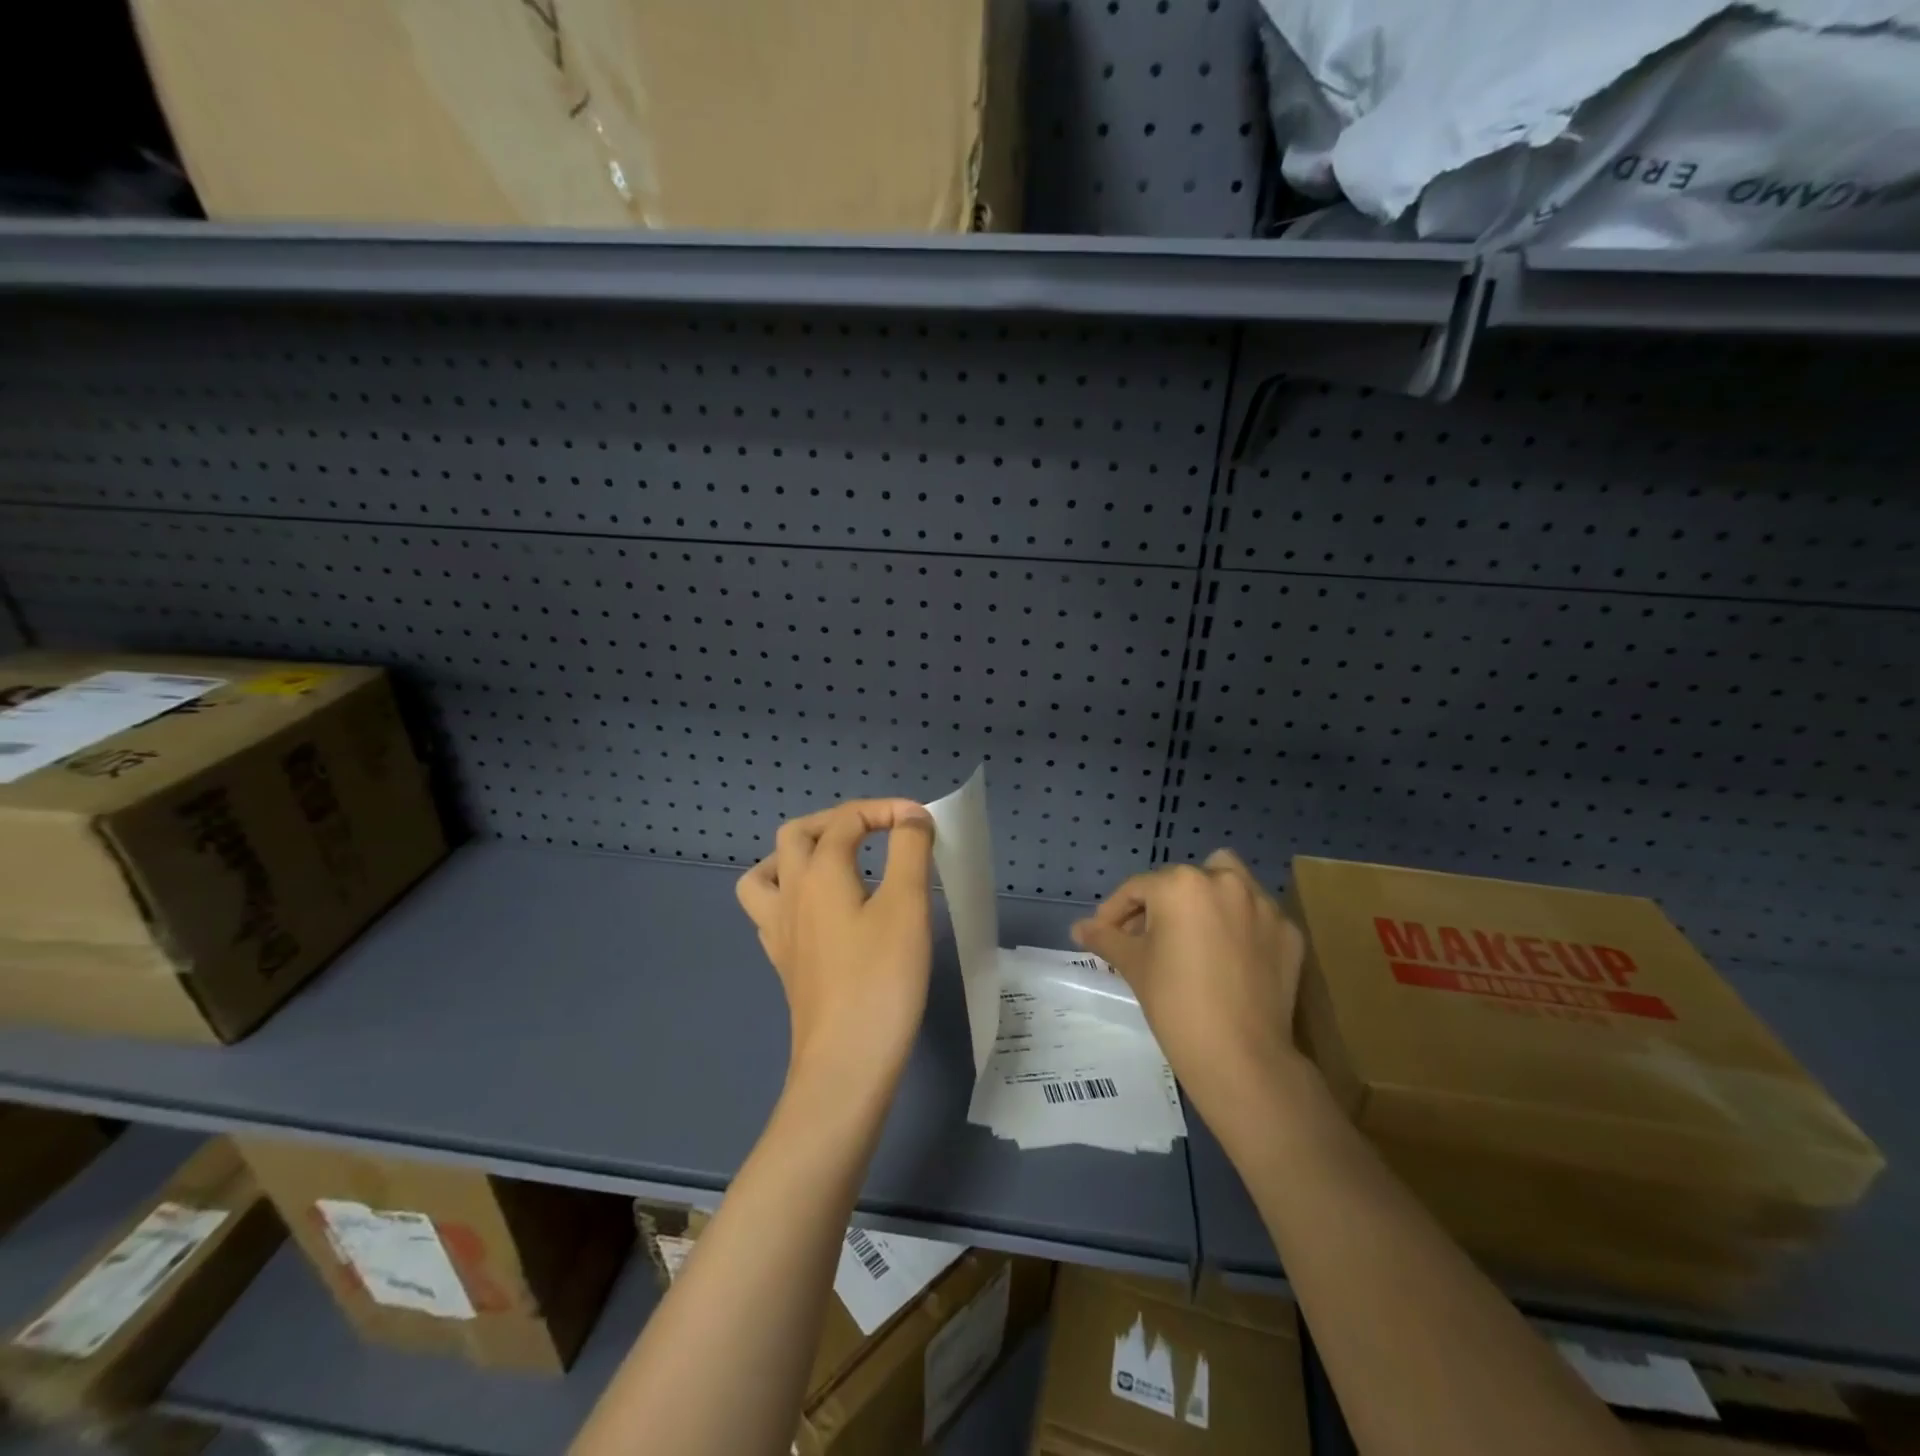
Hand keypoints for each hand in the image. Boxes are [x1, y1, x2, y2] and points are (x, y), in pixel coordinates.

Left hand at [736, 799, 935, 1088]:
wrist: (846, 1061)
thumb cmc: (882, 978)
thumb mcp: (908, 905)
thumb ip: (910, 849)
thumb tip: (910, 816)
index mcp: (819, 873)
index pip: (847, 820)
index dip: (886, 809)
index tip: (924, 822)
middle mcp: (790, 893)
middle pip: (797, 834)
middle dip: (838, 820)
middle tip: (877, 831)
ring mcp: (779, 930)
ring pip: (767, 871)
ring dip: (799, 854)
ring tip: (835, 862)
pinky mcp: (783, 962)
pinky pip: (771, 910)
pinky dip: (792, 894)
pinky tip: (821, 912)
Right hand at [1071, 849, 1307, 1113]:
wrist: (1241, 1056)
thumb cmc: (1175, 1003)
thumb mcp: (1133, 965)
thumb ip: (1105, 938)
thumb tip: (1078, 928)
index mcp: (1181, 884)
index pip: (1137, 889)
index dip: (1115, 912)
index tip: (1105, 934)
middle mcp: (1225, 882)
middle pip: (1181, 881)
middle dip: (1160, 904)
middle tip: (1146, 938)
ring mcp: (1263, 906)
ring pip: (1228, 883)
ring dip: (1206, 898)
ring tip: (1193, 933)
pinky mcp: (1288, 932)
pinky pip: (1256, 916)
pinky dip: (1240, 926)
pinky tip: (1228, 957)